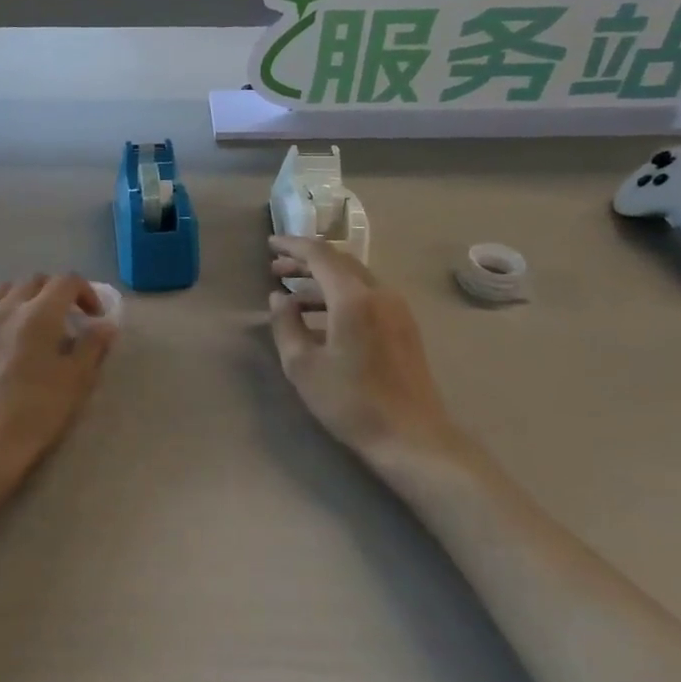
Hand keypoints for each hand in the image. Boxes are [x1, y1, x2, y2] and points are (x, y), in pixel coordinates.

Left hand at [0, 274, 117, 494]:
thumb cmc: (35, 412)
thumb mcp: (77, 381)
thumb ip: (93, 346)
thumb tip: (105, 325)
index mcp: (38, 314)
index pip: (66, 281)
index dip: (86, 292)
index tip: (95, 318)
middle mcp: (6, 309)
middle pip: (34, 281)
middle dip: (56, 292)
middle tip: (68, 319)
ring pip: (5, 292)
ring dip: (26, 299)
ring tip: (35, 326)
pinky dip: (3, 315)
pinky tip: (7, 344)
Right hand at [268, 237, 459, 462]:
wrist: (411, 436)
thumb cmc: (350, 402)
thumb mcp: (303, 366)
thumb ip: (285, 325)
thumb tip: (279, 298)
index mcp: (353, 298)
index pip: (320, 255)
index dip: (292, 246)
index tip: (269, 244)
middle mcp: (380, 293)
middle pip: (340, 261)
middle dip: (306, 262)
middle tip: (276, 269)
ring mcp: (397, 309)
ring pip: (355, 279)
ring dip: (323, 281)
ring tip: (293, 296)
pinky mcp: (405, 327)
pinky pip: (368, 296)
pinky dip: (341, 296)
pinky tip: (323, 318)